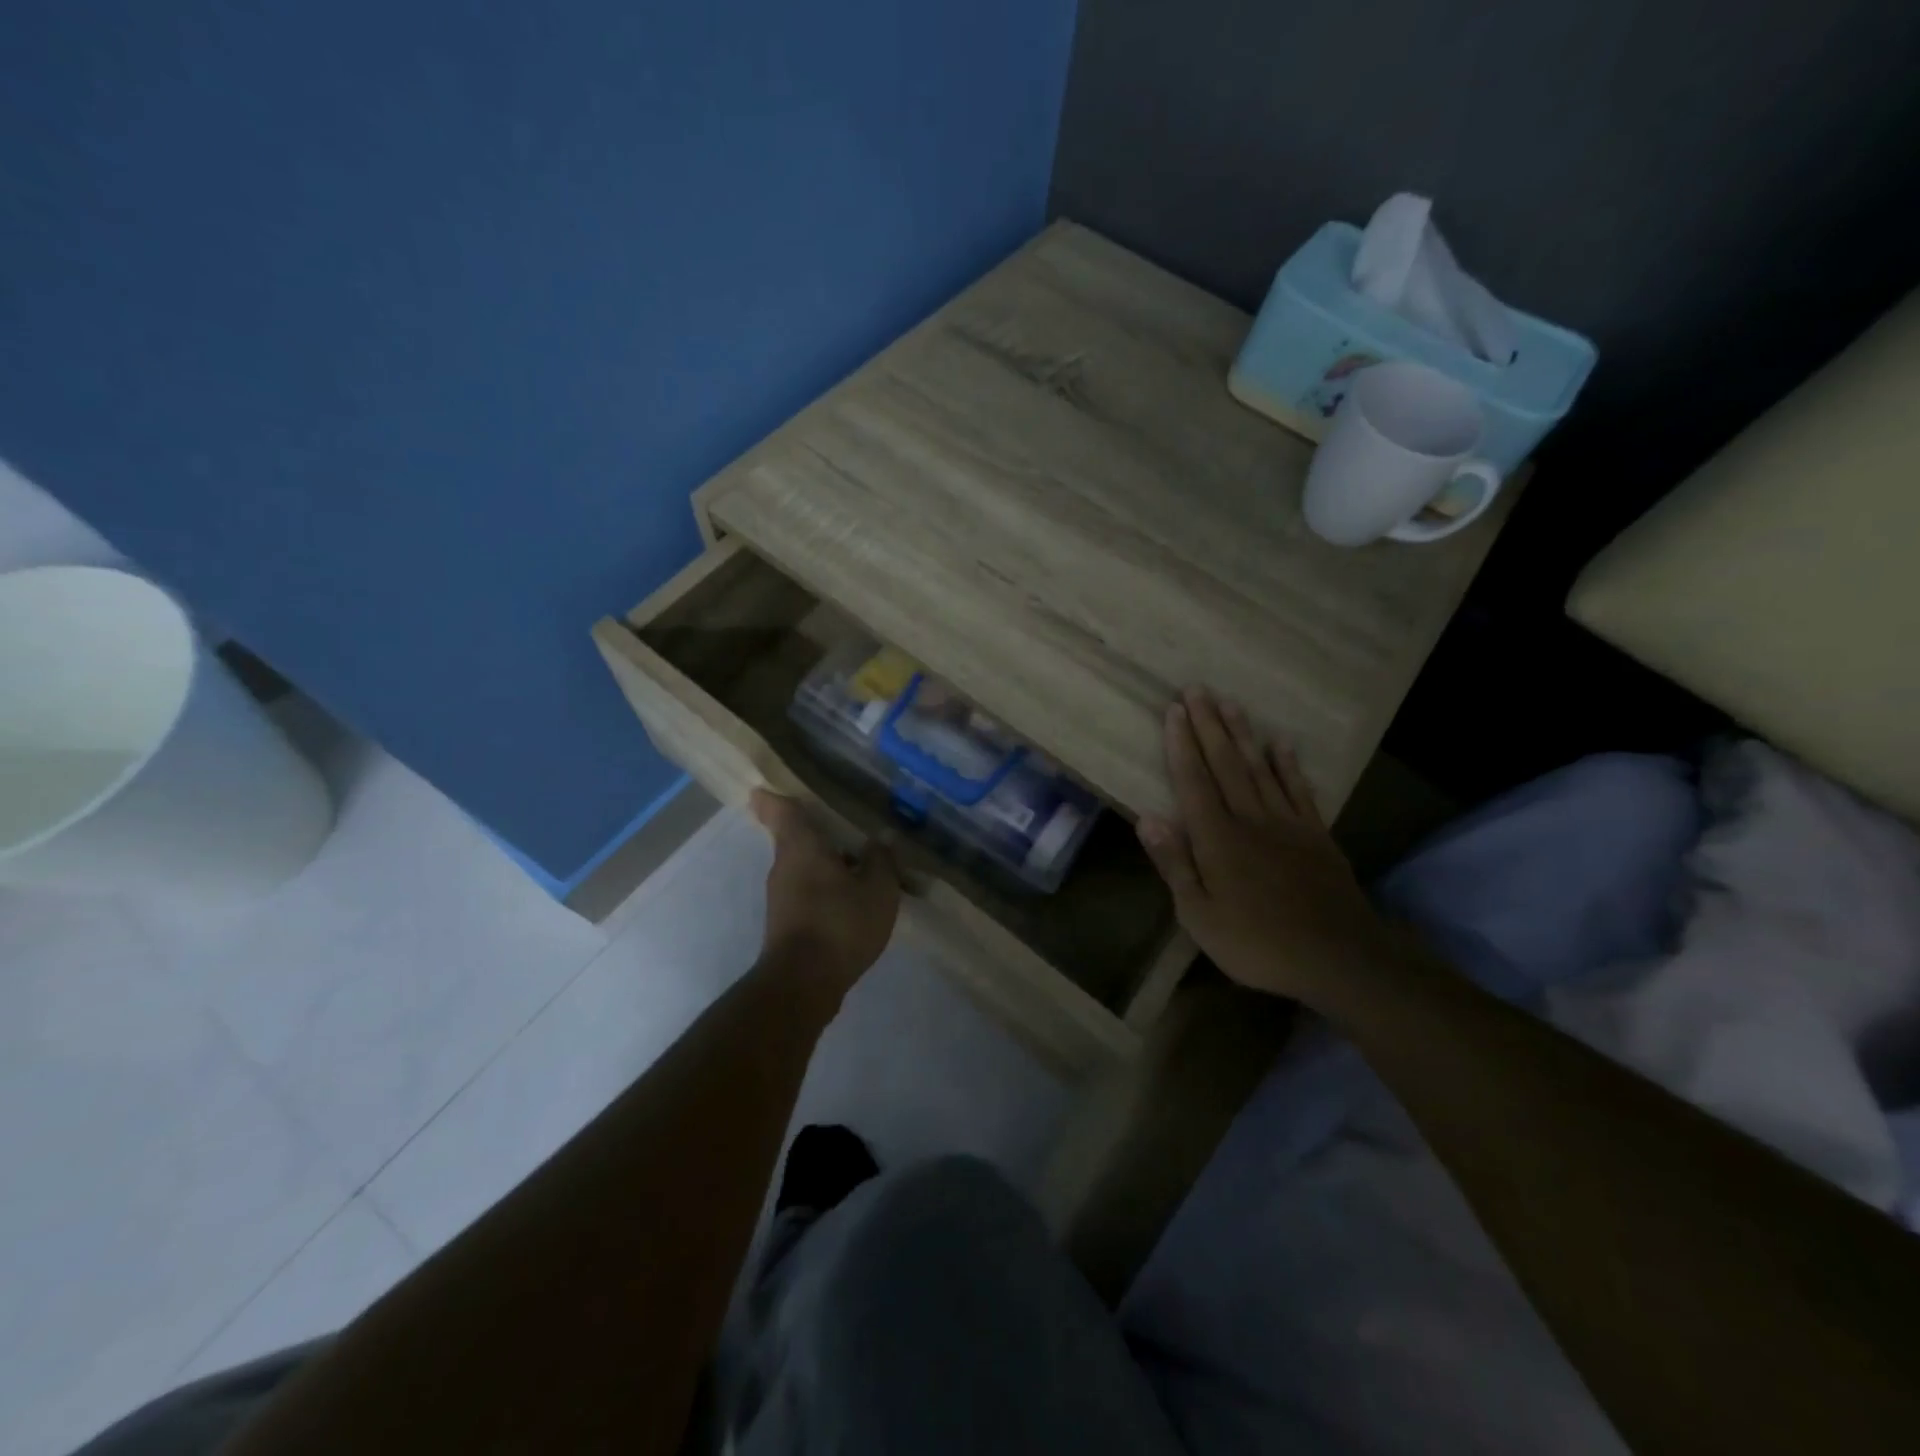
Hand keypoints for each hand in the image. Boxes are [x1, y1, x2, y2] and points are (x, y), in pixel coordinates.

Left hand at [750, 789, 900, 1000]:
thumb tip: (881, 839)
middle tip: (845, 826)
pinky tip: (851, 900)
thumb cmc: (840, 924)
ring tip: (859, 864)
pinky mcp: (785, 922)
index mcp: (802, 846)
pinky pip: (806, 891)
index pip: (780, 810)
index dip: (773, 796)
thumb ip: (881, 860)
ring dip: (825, 863)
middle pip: (794, 838)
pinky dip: (825, 888)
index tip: (768, 787)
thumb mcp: (878, 890)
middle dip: (816, 832)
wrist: (803, 984)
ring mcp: (781, 896)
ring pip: (802, 866)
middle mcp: (784, 865)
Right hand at [1137, 688, 1392, 1000]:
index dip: (1182, 744)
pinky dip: (1289, 765)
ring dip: (1244, 734)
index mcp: (1217, 838)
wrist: (1337, 958)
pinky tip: (1281, 744)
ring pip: (1261, 768)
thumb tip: (1146, 818)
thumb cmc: (1256, 943)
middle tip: (1198, 689)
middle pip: (1226, 764)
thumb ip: (1174, 863)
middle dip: (1209, 726)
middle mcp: (1250, 819)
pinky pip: (1299, 790)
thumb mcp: (1199, 915)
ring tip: (1231, 704)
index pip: (1194, 781)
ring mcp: (1287, 824)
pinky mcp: (1316, 835)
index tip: (1174, 710)